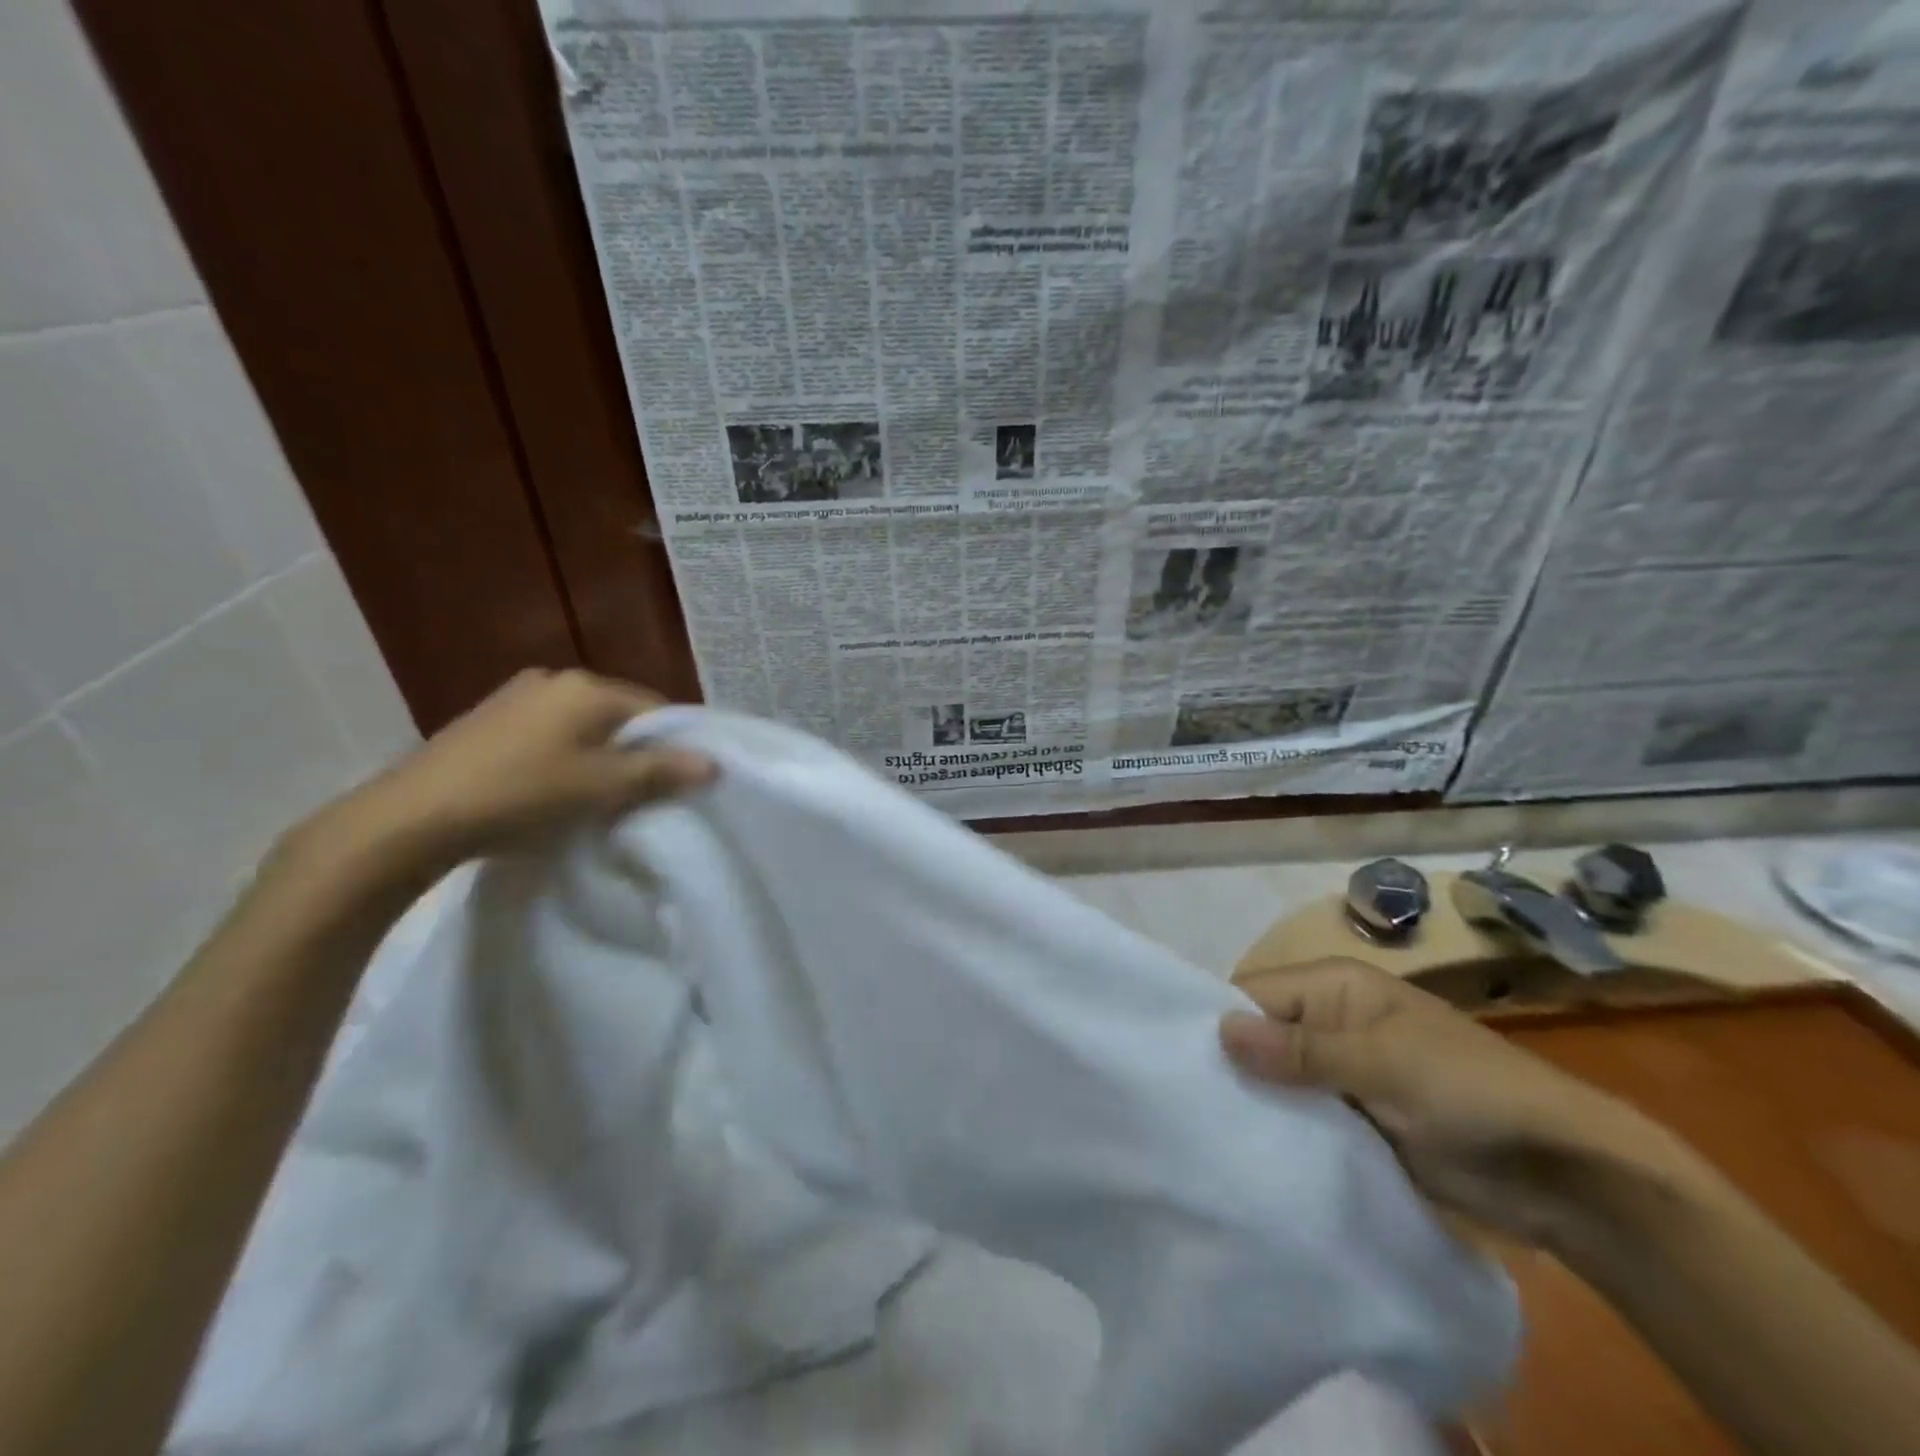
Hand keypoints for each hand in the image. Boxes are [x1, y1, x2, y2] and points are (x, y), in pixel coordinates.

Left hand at [292, 669, 713, 878]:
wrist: (410, 817)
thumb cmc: (521, 794)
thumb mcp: (602, 787)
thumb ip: (661, 771)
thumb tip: (713, 763)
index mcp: (588, 686)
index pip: (656, 709)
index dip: (674, 745)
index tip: (679, 783)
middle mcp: (555, 679)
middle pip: (619, 715)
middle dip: (636, 751)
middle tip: (641, 795)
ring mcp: (516, 696)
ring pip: (583, 725)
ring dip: (599, 756)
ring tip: (597, 797)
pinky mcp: (488, 719)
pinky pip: (549, 734)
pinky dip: (564, 756)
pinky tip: (552, 789)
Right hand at [1222, 958, 1684, 1246]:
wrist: (1567, 1174)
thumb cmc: (1470, 1092)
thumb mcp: (1382, 1063)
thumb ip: (1300, 1050)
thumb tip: (1220, 1029)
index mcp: (1334, 987)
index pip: (1253, 993)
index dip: (1218, 1023)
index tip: (1180, 1067)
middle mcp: (1331, 1021)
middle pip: (1261, 1035)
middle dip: (1233, 1067)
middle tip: (1187, 1109)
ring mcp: (1344, 1072)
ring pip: (1279, 1080)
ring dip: (1257, 1104)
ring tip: (1211, 1138)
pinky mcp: (1357, 1119)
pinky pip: (1305, 1117)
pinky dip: (1284, 1133)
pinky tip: (1253, 1156)